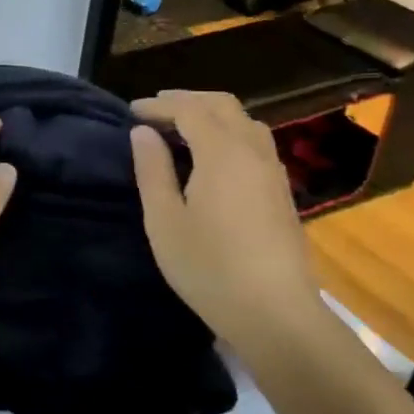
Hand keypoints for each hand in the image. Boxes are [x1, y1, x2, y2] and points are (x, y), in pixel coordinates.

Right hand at [129, 90, 321, 354]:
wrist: (275, 313)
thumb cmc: (209, 267)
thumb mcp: (165, 220)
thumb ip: (152, 171)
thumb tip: (143, 133)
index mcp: (222, 153)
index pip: (189, 110)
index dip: (159, 105)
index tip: (132, 112)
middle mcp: (252, 151)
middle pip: (223, 106)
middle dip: (187, 100)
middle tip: (156, 110)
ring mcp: (273, 171)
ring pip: (245, 122)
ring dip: (211, 114)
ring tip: (182, 128)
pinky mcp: (281, 192)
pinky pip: (255, 142)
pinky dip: (229, 132)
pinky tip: (213, 155)